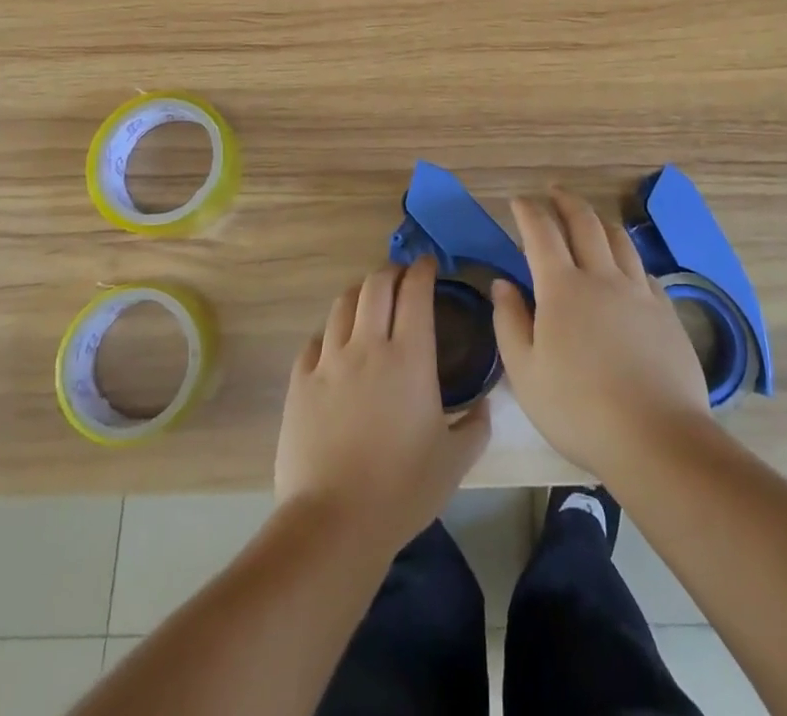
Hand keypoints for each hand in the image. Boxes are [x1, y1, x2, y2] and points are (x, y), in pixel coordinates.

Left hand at [275, 257, 490, 553]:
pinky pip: (315, 340)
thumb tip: (486, 405)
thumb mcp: (454, 462)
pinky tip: (336, 344)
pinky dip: (331, 332)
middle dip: (391, 271)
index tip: (428, 264)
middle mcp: (368, 346)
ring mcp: (329, 360)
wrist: (334, 522)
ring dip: (360, 293)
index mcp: (409, 357)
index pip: (415, 292)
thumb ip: (476, 426)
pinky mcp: (301, 380)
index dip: (422, 270)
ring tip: (368, 300)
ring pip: (343, 304)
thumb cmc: (402, 490)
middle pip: (376, 285)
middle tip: (401, 277)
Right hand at [491, 188, 710, 479]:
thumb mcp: (525, 373)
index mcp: (562, 288)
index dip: (528, 212)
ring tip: (589, 218)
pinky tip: (626, 267)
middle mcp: (602, 277)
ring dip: (599, 220)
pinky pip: (643, 270)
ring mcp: (639, 292)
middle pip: (584, 223)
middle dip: (565, 201)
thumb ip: (509, 322)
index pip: (541, 233)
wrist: (657, 438)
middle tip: (554, 191)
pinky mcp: (666, 312)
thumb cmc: (578, 409)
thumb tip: (502, 283)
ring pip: (619, 239)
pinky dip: (628, 257)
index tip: (518, 201)